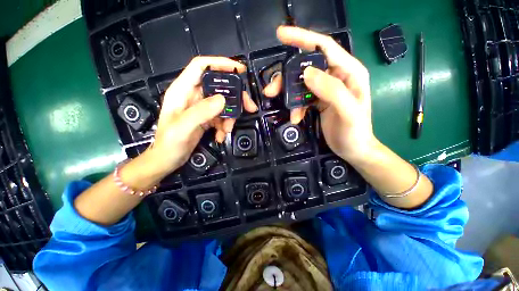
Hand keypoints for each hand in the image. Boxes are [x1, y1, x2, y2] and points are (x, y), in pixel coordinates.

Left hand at [146, 56, 257, 176]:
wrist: (168, 160)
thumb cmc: (169, 144)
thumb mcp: (182, 128)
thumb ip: (201, 112)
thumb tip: (222, 99)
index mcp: (182, 90)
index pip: (201, 66)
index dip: (220, 63)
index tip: (239, 69)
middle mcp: (193, 95)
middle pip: (219, 86)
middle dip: (235, 96)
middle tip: (249, 107)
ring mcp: (201, 107)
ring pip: (223, 104)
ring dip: (230, 117)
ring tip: (227, 130)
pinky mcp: (207, 118)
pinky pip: (222, 116)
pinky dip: (225, 125)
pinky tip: (221, 136)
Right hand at [263, 26, 375, 160]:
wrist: (353, 149)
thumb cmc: (355, 132)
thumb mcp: (348, 112)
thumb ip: (331, 90)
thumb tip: (307, 73)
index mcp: (349, 72)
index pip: (323, 47)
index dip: (302, 38)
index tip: (280, 35)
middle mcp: (336, 76)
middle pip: (306, 68)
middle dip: (287, 78)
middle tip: (271, 90)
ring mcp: (326, 89)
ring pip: (301, 84)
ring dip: (290, 96)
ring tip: (289, 112)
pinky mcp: (318, 101)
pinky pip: (302, 98)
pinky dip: (296, 107)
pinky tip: (296, 118)